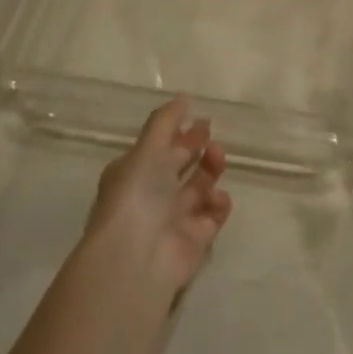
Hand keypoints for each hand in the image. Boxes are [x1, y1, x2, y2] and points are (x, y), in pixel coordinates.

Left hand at [88, 96, 231, 295]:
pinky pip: (213, 214)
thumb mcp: (147, 149)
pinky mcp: (196, 238)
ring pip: (200, 187)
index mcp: (134, 173)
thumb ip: (165, 121)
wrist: (138, 256)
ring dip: (211, 170)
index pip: (159, 148)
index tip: (201, 119)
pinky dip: (218, 203)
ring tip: (217, 158)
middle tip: (212, 137)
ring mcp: (175, 218)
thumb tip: (183, 97)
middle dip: (198, 149)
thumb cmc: (137, 194)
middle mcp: (152, 195)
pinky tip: (217, 197)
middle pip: (181, 166)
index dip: (179, 133)